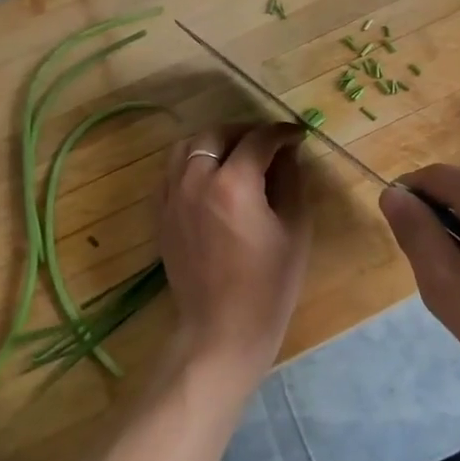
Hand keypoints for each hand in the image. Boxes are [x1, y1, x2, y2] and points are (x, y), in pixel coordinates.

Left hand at [157, 122, 310, 391]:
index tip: (298, 136)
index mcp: (233, 184)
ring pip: (186, 147)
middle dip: (245, 131)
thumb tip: (288, 152)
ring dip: (214, 142)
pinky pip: (171, 172)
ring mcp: (172, 198)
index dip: (282, 133)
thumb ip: (291, 180)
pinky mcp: (161, 215)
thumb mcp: (294, 228)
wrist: (222, 329)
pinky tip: (212, 178)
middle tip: (268, 143)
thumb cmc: (269, 284)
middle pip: (216, 134)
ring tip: (237, 154)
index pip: (258, 140)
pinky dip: (192, 163)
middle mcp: (195, 181)